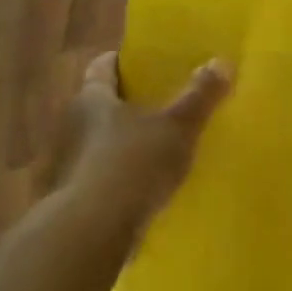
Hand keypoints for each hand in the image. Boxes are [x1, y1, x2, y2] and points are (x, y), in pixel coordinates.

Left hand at [54, 51, 231, 223]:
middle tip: (162, 103)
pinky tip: (145, 186)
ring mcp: (70, 163)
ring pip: (99, 141)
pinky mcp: (73, 196)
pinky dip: (120, 175)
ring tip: (159, 146)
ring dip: (124, 142)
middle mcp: (73, 125)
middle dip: (127, 103)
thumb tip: (222, 62)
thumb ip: (199, 96)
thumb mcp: (177, 127)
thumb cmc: (133, 164)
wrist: (92, 229)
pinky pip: (101, 175)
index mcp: (93, 99)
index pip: (102, 67)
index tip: (144, 62)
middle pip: (100, 105)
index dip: (121, 61)